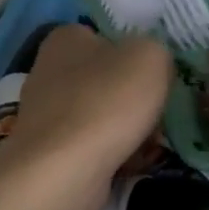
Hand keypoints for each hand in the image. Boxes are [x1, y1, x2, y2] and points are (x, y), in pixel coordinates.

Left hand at [0, 25, 172, 209]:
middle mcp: (49, 71)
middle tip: (161, 111)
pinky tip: (134, 162)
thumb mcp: (151, 57)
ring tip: (153, 142)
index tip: (159, 75)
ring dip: (130, 127)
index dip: (137, 54)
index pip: (108, 36)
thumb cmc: (107, 102)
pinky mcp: (51, 152)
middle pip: (108, 78)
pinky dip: (115, 153)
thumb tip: (153, 66)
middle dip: (136, 96)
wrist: (64, 173)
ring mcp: (47, 115)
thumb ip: (158, 51)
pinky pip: (95, 145)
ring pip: (103, 114)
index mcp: (66, 38)